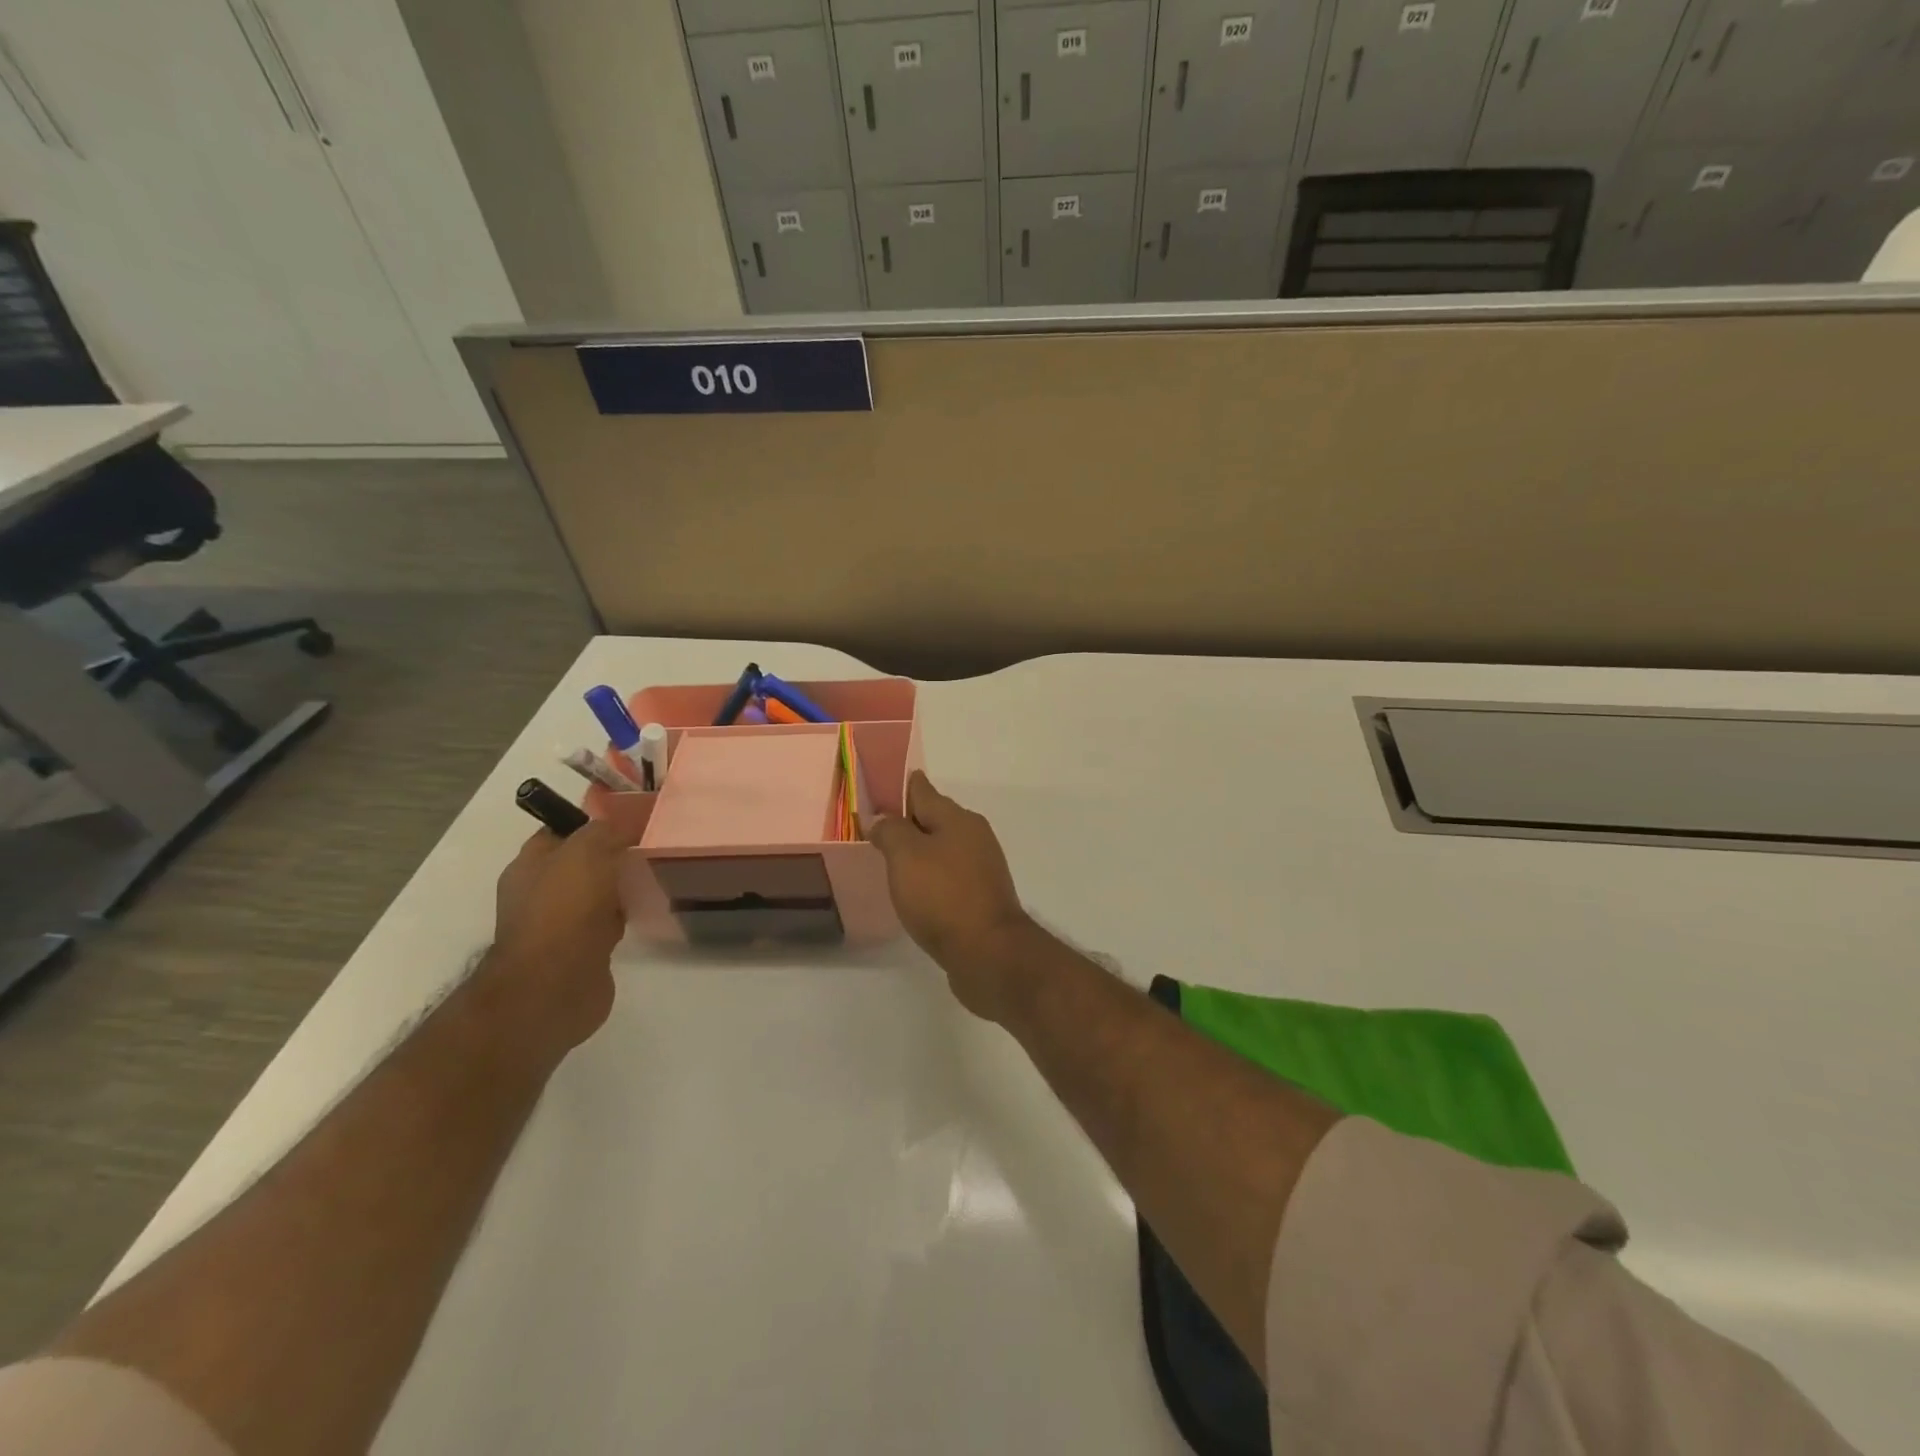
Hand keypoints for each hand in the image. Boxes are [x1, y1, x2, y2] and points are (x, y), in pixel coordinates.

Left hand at [484, 817, 637, 1057]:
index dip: (592, 820)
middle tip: (651, 844)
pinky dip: (626, 915)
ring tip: (656, 873)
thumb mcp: (585, 851)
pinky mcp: (583, 950)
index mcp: (529, 865)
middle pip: (582, 861)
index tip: (631, 817)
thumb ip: (604, 830)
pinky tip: (647, 909)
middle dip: (613, 853)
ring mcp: (561, 924)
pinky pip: (609, 922)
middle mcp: (540, 892)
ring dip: (622, 886)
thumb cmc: (564, 909)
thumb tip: (622, 827)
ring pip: (598, 892)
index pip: (561, 829)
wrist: (556, 985)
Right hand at [868, 772, 1032, 1020]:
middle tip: (874, 828)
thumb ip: (890, 831)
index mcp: (958, 819)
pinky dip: (929, 878)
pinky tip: (914, 891)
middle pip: (934, 818)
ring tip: (889, 860)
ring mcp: (981, 869)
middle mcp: (974, 837)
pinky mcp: (980, 899)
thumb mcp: (906, 856)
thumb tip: (882, 818)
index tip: (876, 788)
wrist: (988, 953)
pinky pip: (947, 877)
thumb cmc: (943, 896)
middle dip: (907, 820)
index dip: (898, 786)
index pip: (922, 790)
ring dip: (918, 851)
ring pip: (941, 849)